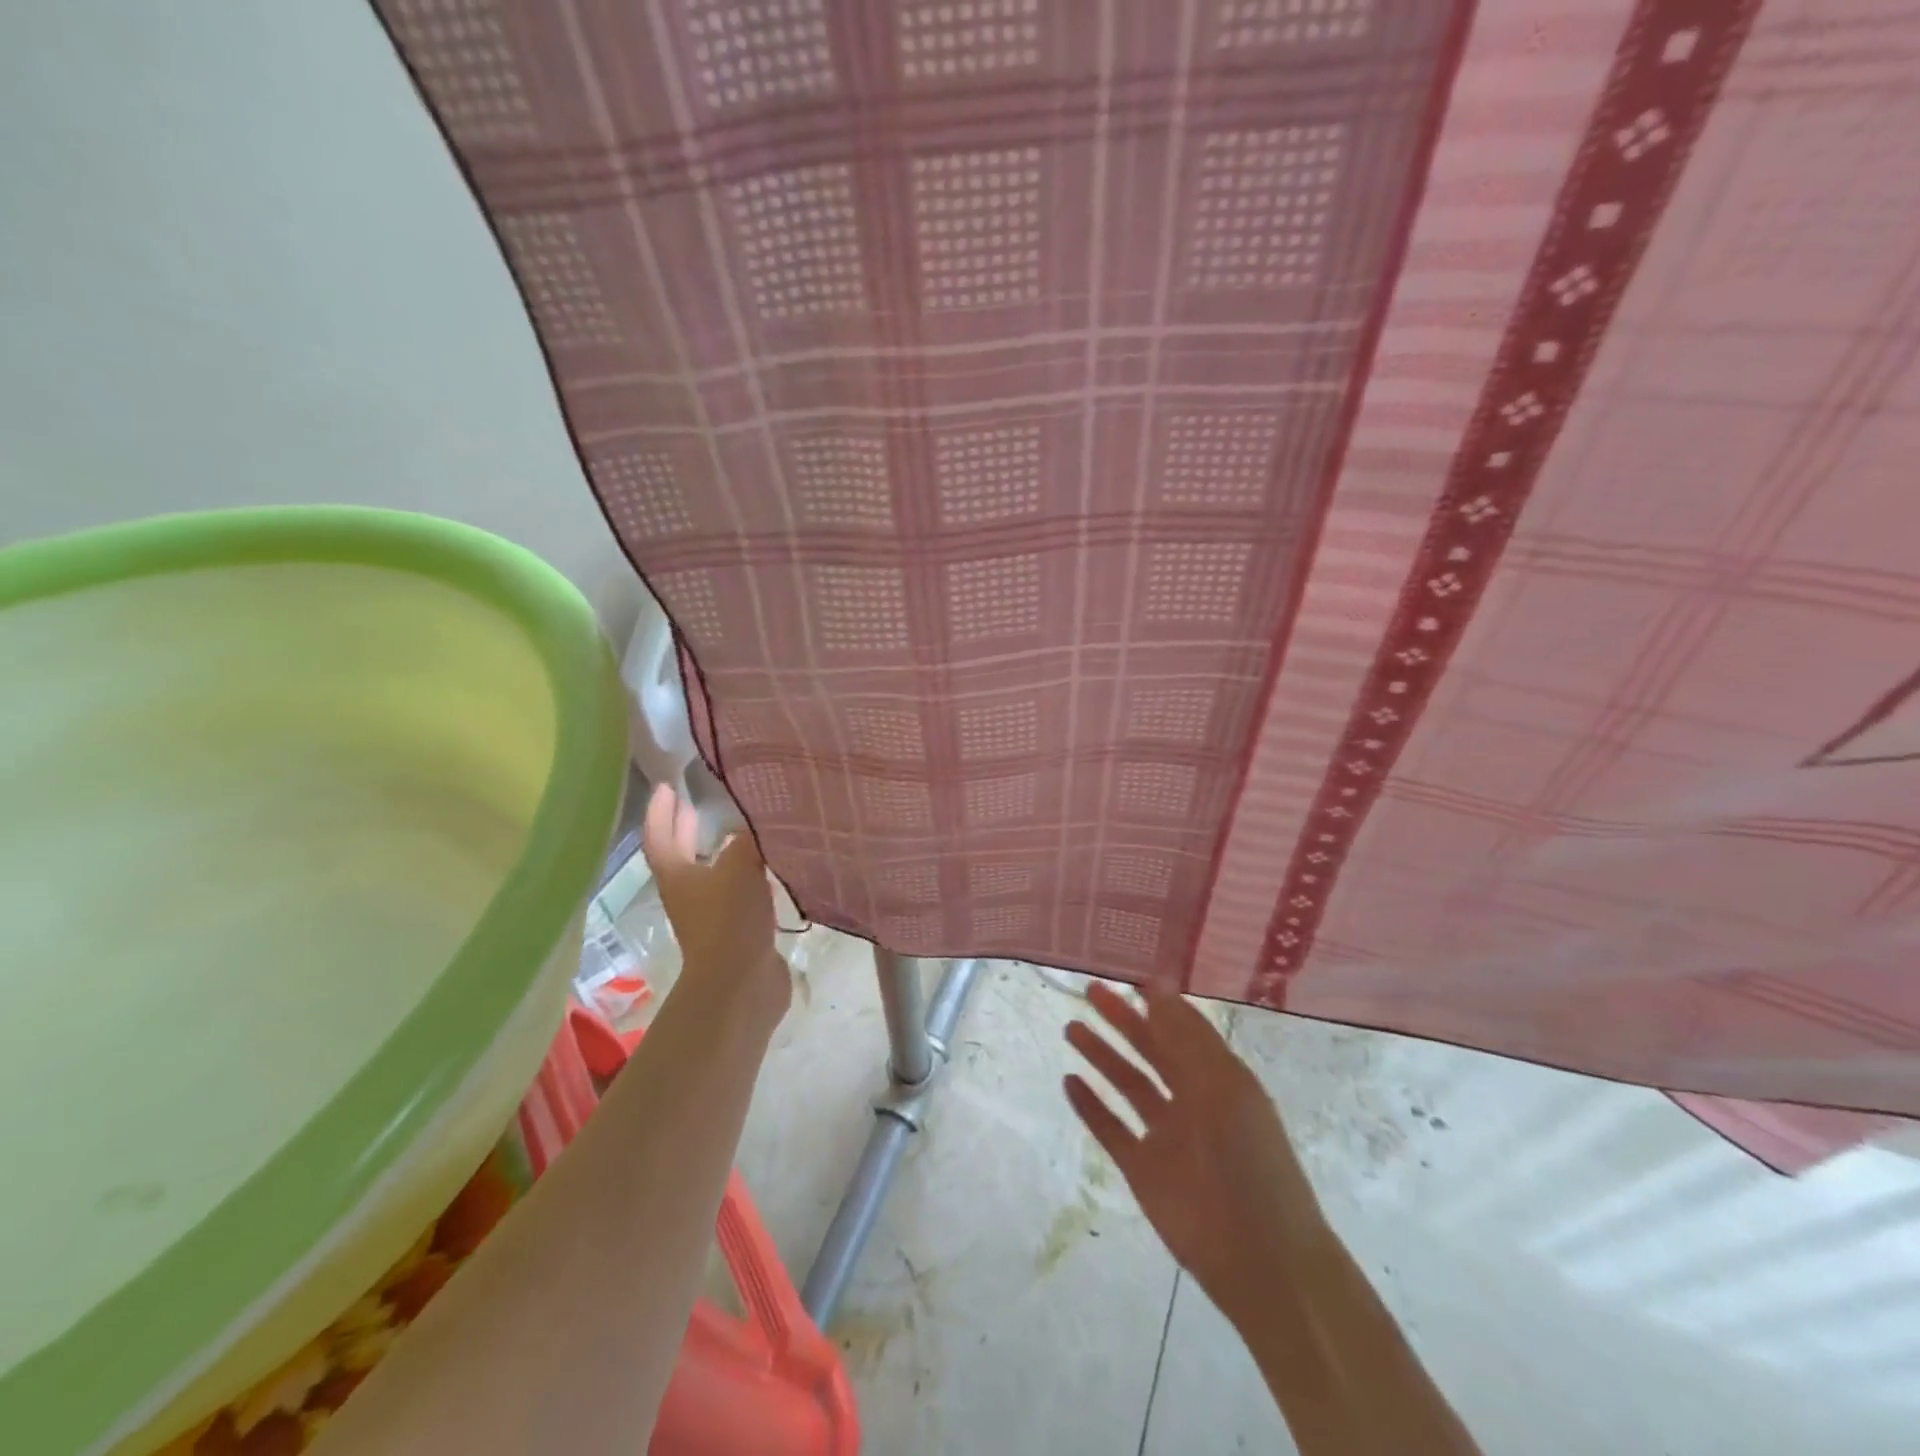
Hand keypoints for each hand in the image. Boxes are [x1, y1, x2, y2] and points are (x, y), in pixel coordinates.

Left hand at [640, 783, 788, 1024]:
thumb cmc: (729, 920)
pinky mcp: (738, 930)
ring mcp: (712, 915)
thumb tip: (763, 814)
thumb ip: (750, 836)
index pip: (659, 836)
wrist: (742, 985)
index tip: (668, 786)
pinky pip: (740, 891)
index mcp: (677, 876)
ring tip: (739, 829)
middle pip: (681, 856)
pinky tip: (770, 865)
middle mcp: (689, 894)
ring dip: (719, 851)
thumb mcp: (740, 866)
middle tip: (695, 804)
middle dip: (686, 829)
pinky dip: (748, 873)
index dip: (661, 811)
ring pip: (712, 874)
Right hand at [1064, 980, 1322, 1309]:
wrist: (1260, 1256)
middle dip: (1122, 1021)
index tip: (1129, 978)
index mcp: (1218, 1078)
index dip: (1159, 1004)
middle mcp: (1191, 1100)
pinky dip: (1091, 1107)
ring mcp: (1165, 1136)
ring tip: (1072, 1029)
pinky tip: (1070, 1082)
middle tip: (1090, 991)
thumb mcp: (1222, 1084)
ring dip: (1101, 1056)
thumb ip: (1185, 1035)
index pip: (1183, 1030)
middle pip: (1150, 1051)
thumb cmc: (1249, 1158)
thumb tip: (1157, 983)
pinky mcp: (1143, 1170)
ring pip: (1127, 1085)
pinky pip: (1111, 1130)